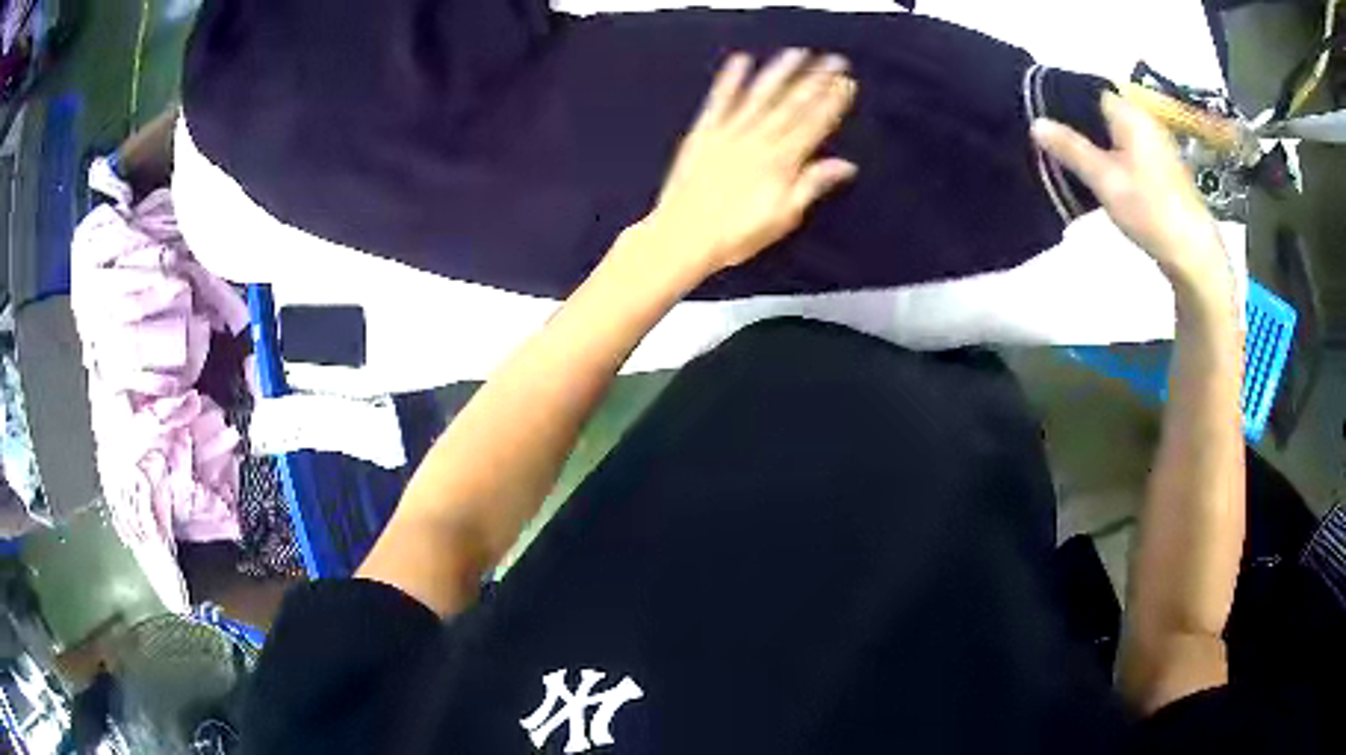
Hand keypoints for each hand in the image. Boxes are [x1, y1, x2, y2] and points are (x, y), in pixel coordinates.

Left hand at [635, 50, 856, 280]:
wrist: (683, 236)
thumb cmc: (736, 235)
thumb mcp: (783, 217)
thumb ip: (812, 185)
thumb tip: (845, 165)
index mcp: (781, 161)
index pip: (814, 124)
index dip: (833, 101)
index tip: (846, 82)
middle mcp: (758, 139)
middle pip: (792, 104)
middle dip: (816, 80)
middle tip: (834, 60)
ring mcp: (729, 132)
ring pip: (760, 95)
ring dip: (779, 72)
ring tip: (796, 53)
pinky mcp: (703, 132)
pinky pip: (719, 100)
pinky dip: (729, 80)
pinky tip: (740, 61)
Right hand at [1031, 93, 1231, 296]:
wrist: (1192, 252)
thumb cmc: (1149, 209)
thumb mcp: (1103, 179)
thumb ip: (1070, 148)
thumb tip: (1036, 122)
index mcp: (1130, 114)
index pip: (1089, 92)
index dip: (1065, 103)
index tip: (1044, 121)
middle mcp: (1145, 121)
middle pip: (1103, 114)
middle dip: (1079, 127)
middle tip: (1053, 146)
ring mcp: (1157, 146)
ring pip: (1116, 136)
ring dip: (1096, 147)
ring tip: (1072, 164)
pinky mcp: (1163, 170)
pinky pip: (1129, 153)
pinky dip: (1113, 161)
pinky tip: (1102, 180)